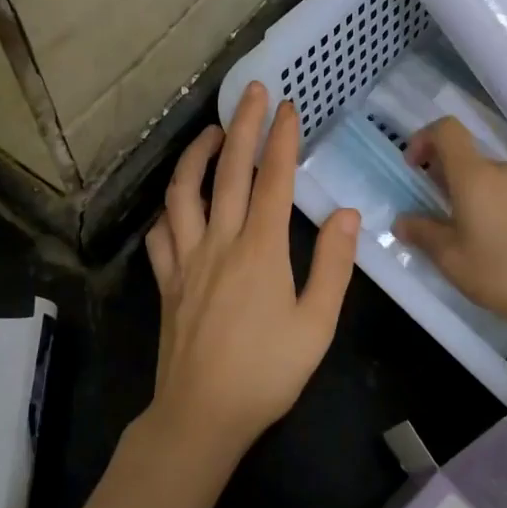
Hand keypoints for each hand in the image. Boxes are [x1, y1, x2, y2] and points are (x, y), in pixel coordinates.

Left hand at [142, 82, 359, 456]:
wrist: (201, 415)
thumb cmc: (267, 372)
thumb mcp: (317, 325)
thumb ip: (332, 266)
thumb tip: (346, 215)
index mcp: (261, 249)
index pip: (273, 179)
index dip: (281, 139)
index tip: (288, 107)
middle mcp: (220, 242)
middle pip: (229, 171)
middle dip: (242, 125)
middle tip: (252, 92)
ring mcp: (187, 259)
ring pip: (184, 192)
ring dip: (196, 156)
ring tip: (212, 133)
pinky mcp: (167, 281)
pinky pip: (160, 234)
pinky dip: (168, 211)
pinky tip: (177, 204)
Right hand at [394, 117, 506, 345]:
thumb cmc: (505, 273)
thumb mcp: (452, 260)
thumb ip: (423, 234)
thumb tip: (402, 221)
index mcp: (475, 176)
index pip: (446, 130)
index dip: (423, 139)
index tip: (413, 167)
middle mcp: (503, 170)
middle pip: (465, 157)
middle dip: (443, 177)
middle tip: (433, 214)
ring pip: (487, 178)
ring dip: (468, 196)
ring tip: (464, 235)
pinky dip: (492, 207)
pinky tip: (495, 243)